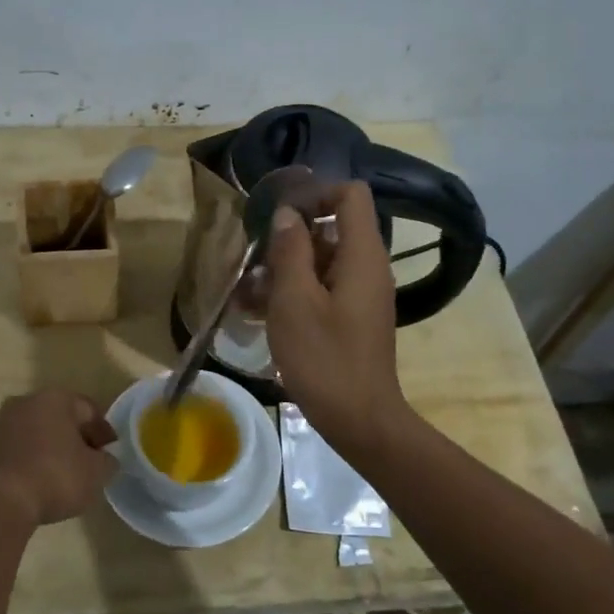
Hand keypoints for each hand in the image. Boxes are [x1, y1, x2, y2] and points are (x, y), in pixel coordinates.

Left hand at [0, 389, 117, 527]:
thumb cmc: (55, 478)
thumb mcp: (96, 473)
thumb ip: (107, 461)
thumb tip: (105, 459)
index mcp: (54, 399)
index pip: (88, 410)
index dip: (103, 432)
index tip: (110, 454)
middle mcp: (24, 403)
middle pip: (58, 418)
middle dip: (73, 437)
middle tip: (85, 463)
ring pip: (31, 433)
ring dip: (46, 448)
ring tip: (57, 476)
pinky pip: (11, 452)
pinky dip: (23, 462)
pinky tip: (31, 484)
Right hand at [265, 182, 410, 455]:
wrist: (359, 420)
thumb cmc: (324, 357)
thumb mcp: (294, 301)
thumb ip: (290, 251)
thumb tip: (286, 214)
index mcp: (362, 255)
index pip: (351, 194)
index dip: (315, 193)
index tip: (279, 213)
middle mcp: (367, 268)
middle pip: (332, 228)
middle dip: (289, 237)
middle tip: (253, 256)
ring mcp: (360, 294)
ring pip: (321, 262)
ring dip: (284, 268)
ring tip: (246, 290)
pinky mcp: (351, 318)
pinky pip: (322, 289)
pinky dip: (293, 292)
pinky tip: (257, 312)